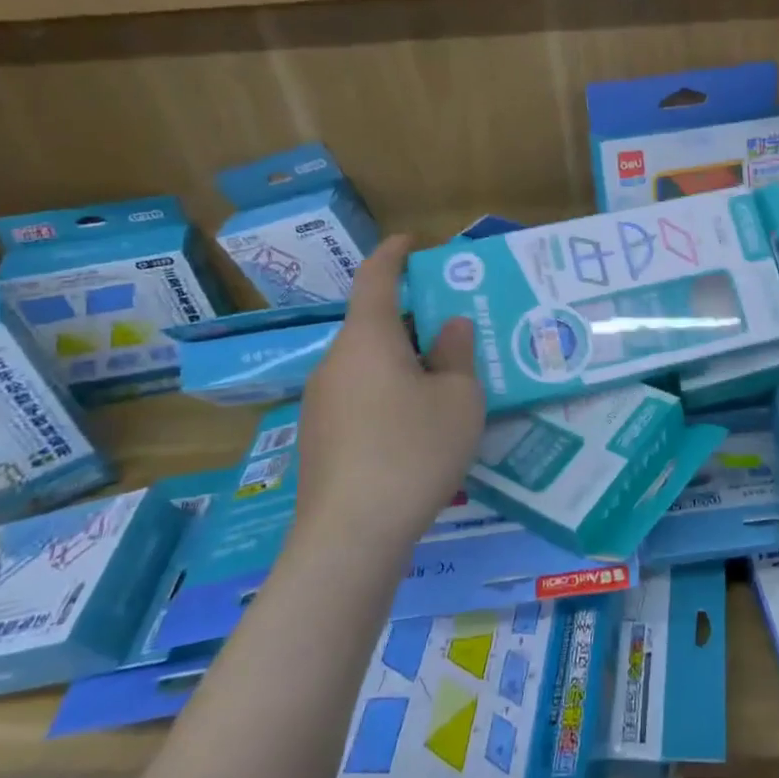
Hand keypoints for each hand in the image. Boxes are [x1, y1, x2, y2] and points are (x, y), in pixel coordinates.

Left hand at [295, 235, 483, 546]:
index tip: (410, 242)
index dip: (393, 255)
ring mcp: (321, 402)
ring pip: (368, 364)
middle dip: (414, 320)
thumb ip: (457, 354)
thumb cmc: (413, 451)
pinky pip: (360, 396)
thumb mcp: (458, 398)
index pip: (376, 279)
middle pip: (376, 325)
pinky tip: (417, 426)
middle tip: (456, 329)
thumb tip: (450, 327)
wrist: (350, 536)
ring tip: (445, 382)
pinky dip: (389, 392)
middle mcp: (336, 361)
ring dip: (403, 361)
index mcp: (369, 339)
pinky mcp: (320, 439)